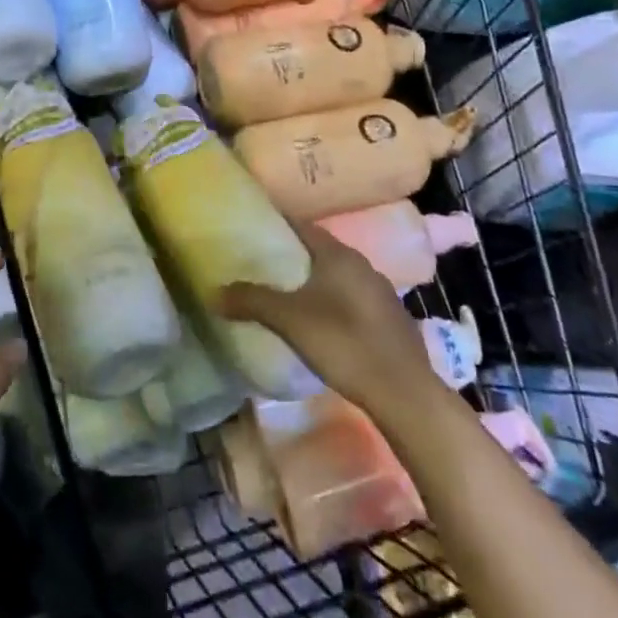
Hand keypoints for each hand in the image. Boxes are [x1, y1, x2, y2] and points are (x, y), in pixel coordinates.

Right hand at [217, 224, 439, 423]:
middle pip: (321, 250)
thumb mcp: (289, 320)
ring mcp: (382, 292)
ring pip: (340, 276)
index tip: (254, 228)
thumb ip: (251, 301)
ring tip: (290, 294)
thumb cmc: (344, 343)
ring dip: (317, 281)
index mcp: (339, 255)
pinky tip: (325, 324)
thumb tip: (213, 292)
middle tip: (265, 264)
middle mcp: (363, 265)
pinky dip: (336, 303)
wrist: (404, 393)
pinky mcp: (392, 320)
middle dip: (295, 254)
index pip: (302, 225)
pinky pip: (356, 300)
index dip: (278, 224)